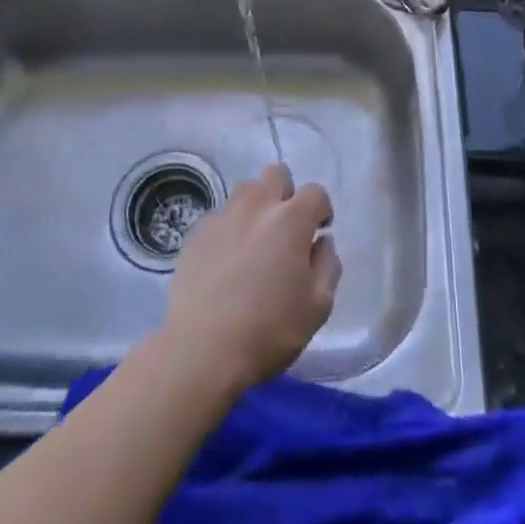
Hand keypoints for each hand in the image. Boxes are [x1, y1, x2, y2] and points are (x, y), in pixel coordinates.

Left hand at [158, 164, 340, 396]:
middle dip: (286, 193)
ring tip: (255, 242)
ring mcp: (222, 216)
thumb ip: (328, 265)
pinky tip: (226, 262)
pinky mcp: (196, 233)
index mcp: (291, 219)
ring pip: (245, 191)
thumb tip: (321, 242)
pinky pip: (220, 217)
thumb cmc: (269, 330)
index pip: (315, 192)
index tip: (319, 232)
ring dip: (256, 207)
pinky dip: (229, 229)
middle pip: (276, 174)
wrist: (202, 349)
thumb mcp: (318, 306)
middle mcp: (256, 206)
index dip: (321, 210)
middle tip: (286, 229)